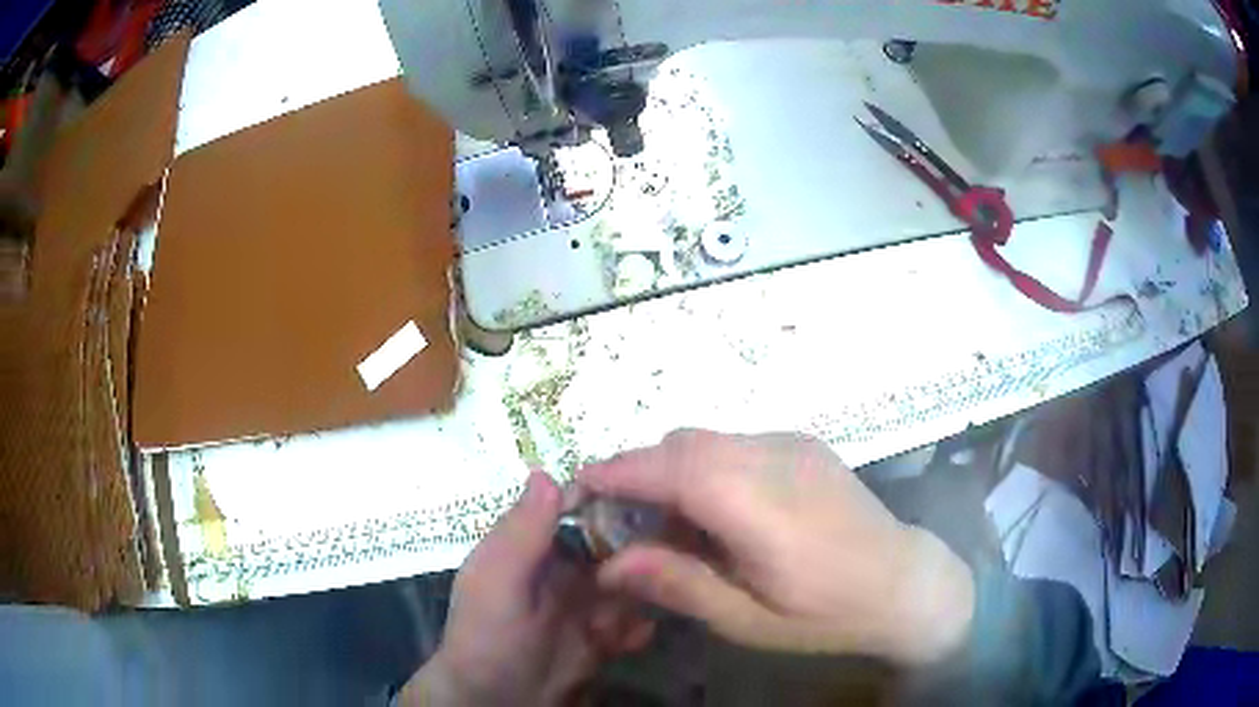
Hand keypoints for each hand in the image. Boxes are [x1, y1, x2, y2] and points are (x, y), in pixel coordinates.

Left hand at [400, 472, 653, 705]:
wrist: (497, 702)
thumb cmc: (487, 636)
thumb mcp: (496, 582)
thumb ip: (521, 534)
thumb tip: (547, 472)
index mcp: (535, 547)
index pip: (577, 508)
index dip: (610, 497)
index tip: (649, 490)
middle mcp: (566, 569)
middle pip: (616, 543)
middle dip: (640, 553)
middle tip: (661, 560)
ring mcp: (588, 605)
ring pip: (632, 583)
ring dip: (640, 595)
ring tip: (637, 608)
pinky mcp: (605, 637)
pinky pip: (634, 622)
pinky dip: (638, 628)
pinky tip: (634, 637)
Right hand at [578, 430, 974, 665]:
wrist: (908, 584)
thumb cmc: (828, 614)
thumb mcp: (747, 619)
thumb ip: (676, 583)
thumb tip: (609, 563)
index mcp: (757, 504)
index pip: (668, 467)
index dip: (616, 472)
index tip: (579, 491)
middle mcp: (772, 456)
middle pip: (682, 444)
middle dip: (640, 473)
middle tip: (624, 523)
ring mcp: (793, 443)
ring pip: (707, 439)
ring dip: (674, 470)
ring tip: (672, 524)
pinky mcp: (805, 444)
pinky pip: (736, 442)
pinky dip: (707, 467)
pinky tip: (721, 512)